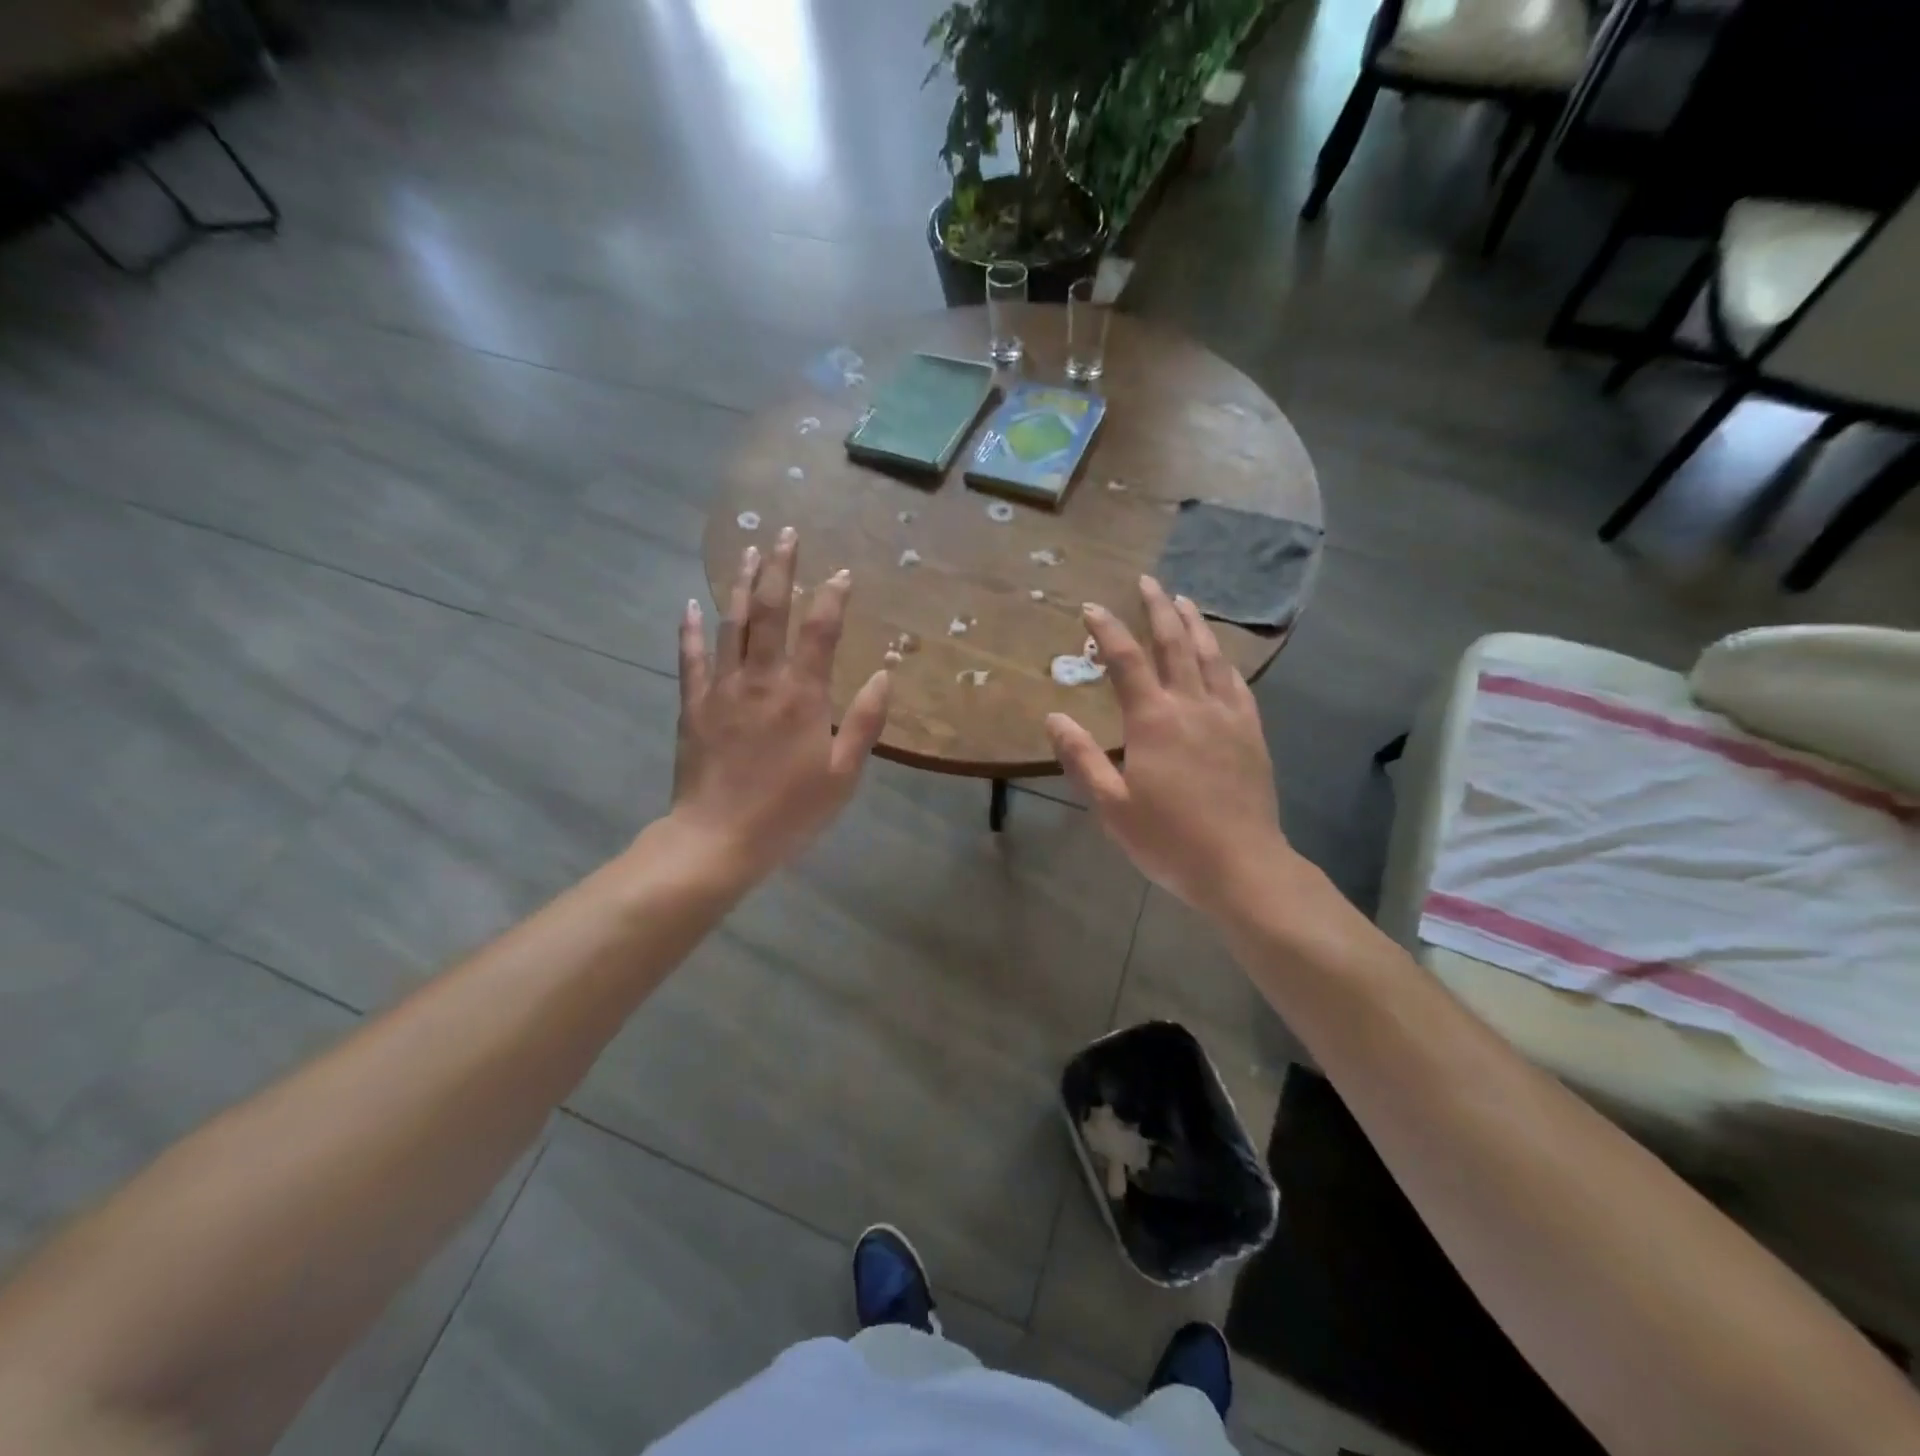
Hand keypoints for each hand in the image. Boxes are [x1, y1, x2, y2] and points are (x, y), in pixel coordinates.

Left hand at [671, 529, 890, 882]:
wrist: (717, 840)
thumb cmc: (789, 812)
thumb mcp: (843, 775)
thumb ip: (864, 722)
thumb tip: (885, 673)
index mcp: (802, 695)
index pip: (820, 630)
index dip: (833, 597)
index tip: (842, 572)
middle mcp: (761, 679)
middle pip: (771, 612)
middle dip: (781, 569)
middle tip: (786, 533)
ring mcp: (722, 689)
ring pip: (731, 624)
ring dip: (742, 584)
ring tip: (749, 550)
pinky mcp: (693, 705)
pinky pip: (691, 658)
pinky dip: (690, 630)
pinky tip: (690, 605)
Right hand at [1046, 577, 1294, 920]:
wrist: (1241, 865)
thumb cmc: (1168, 839)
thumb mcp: (1111, 805)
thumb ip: (1082, 758)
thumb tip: (1055, 717)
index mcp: (1153, 721)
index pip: (1126, 661)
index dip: (1106, 630)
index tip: (1091, 608)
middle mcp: (1192, 705)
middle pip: (1174, 644)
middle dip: (1157, 609)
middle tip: (1146, 581)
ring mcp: (1227, 715)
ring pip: (1210, 655)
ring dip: (1193, 624)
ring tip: (1182, 600)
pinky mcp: (1251, 732)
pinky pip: (1236, 682)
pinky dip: (1223, 658)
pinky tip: (1219, 653)